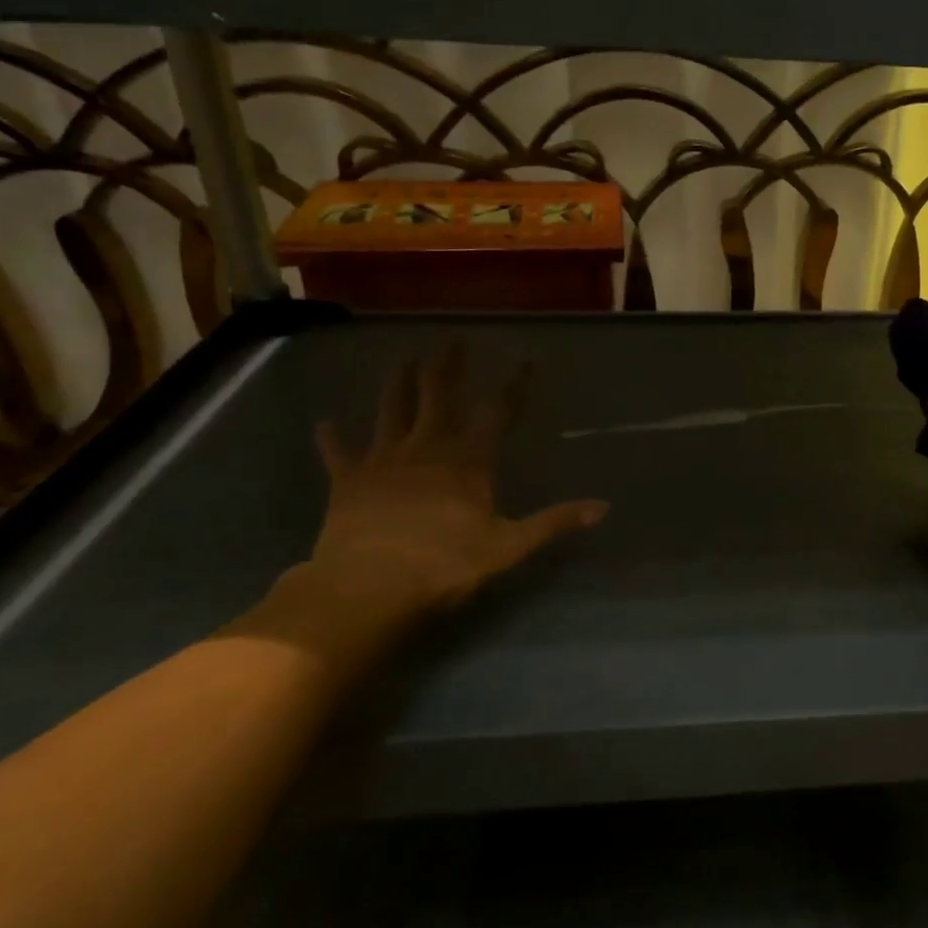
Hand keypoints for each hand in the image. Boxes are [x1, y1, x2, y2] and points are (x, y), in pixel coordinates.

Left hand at [305, 348, 607, 624]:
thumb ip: (554, 522)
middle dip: (447, 366)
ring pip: (390, 410)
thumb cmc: (445, 565)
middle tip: (452, 339)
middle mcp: (427, 448)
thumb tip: (603, 507)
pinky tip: (324, 423)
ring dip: (396, 383)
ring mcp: (384, 460)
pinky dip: (332, 438)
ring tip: (400, 358)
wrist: (368, 587)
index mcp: (468, 461)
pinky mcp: (347, 481)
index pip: (496, 412)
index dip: (512, 386)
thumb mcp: (509, 546)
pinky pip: (338, 453)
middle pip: (438, 396)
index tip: (524, 360)